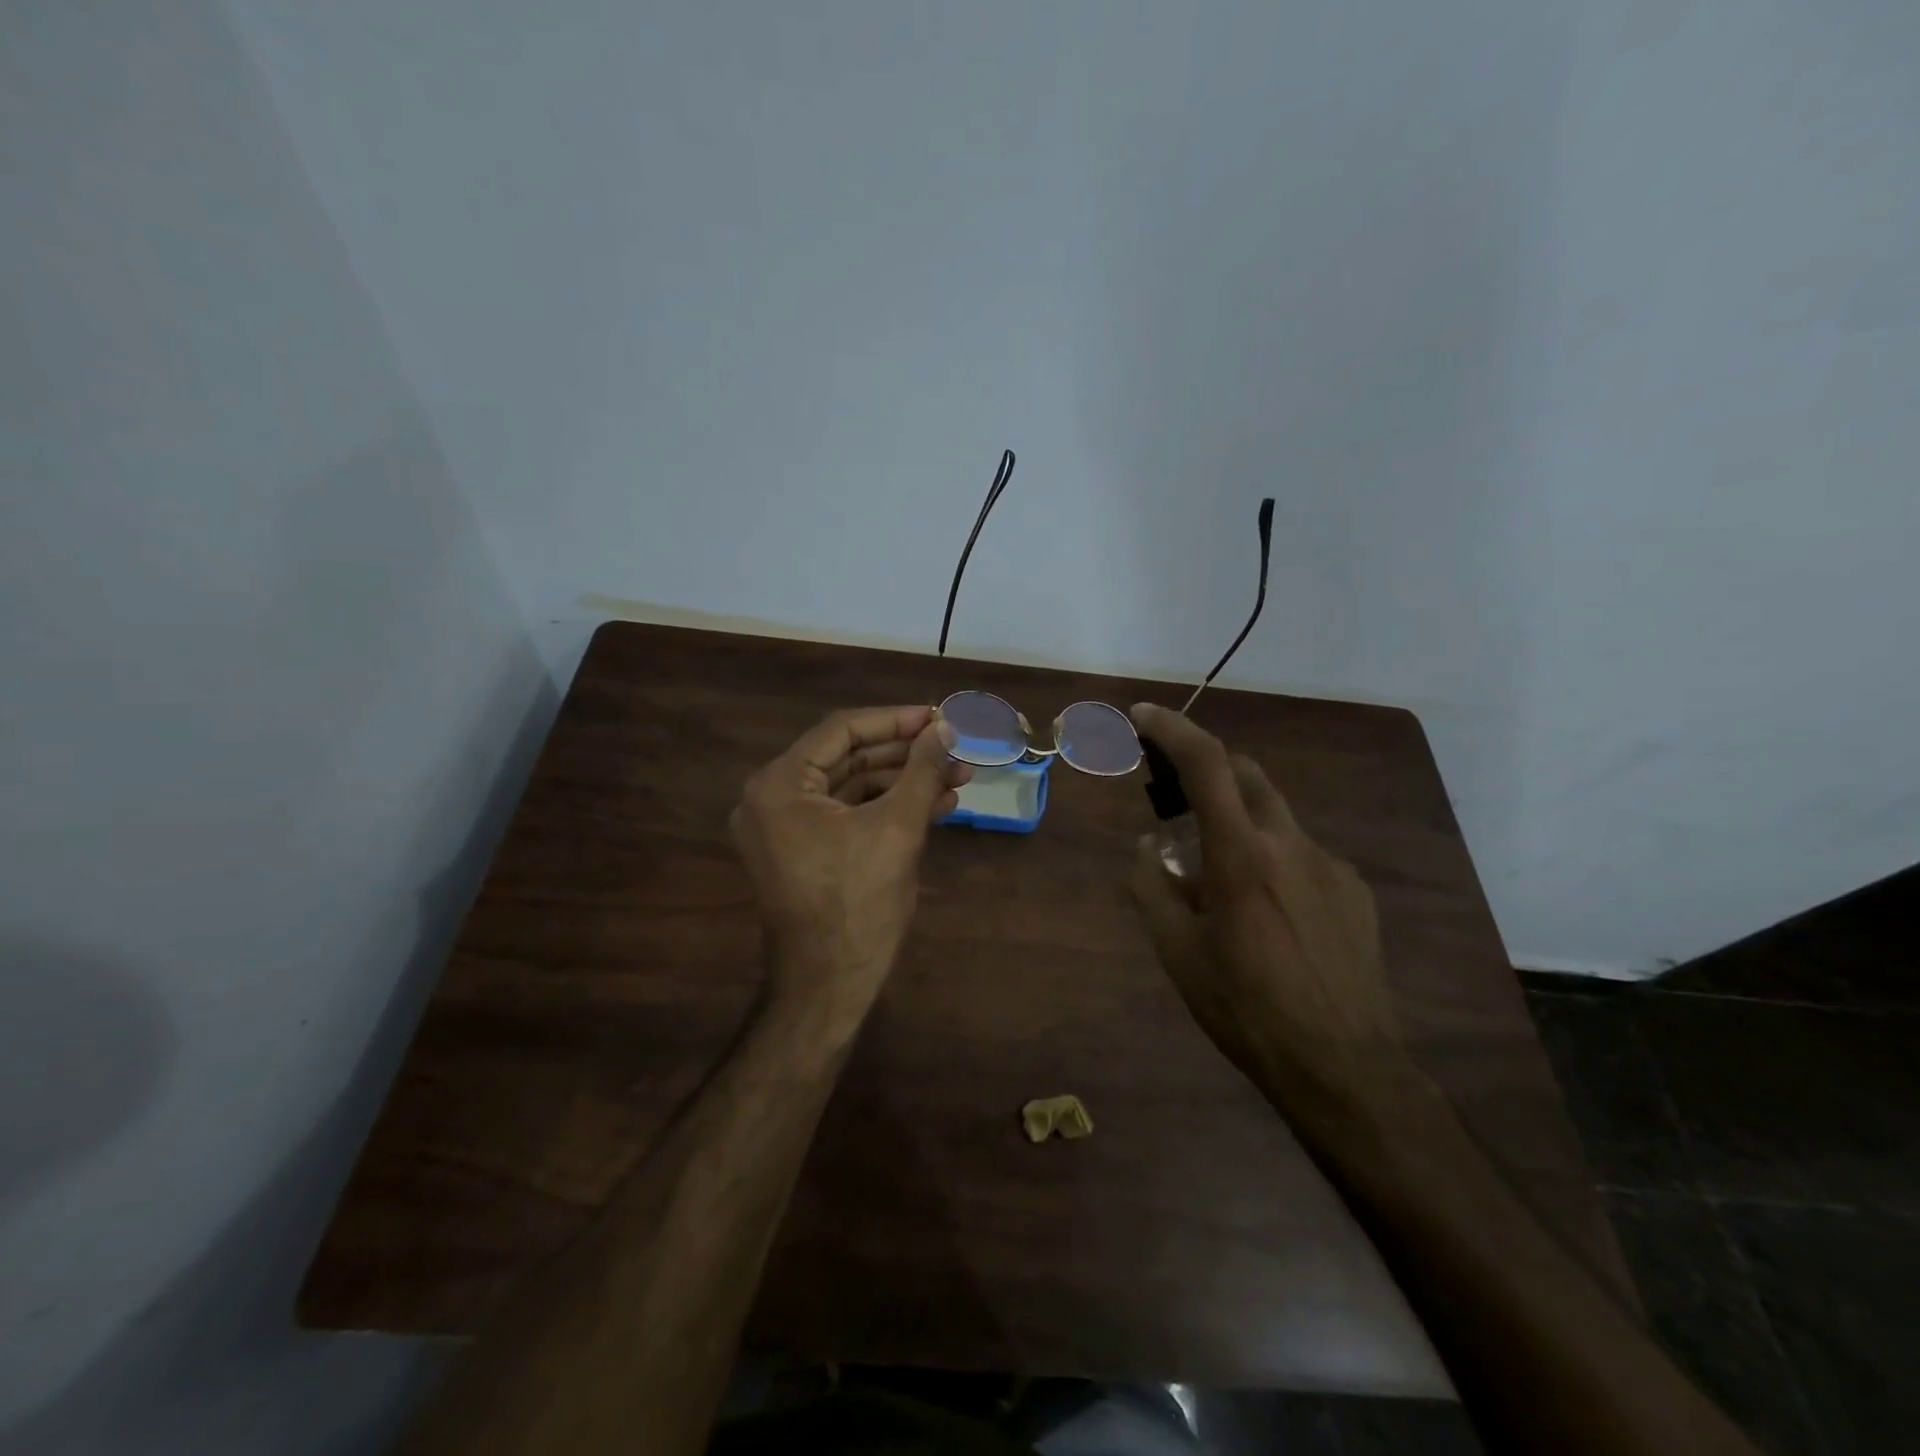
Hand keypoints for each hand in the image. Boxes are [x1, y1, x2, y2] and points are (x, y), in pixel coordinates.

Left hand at [731, 706, 968, 1031]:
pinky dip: (889, 810)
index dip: (896, 721)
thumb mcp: (898, 827)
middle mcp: (773, 799)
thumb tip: (946, 728)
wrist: (829, 985)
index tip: (939, 717)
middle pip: (849, 758)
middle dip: (907, 756)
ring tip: (959, 778)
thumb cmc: (859, 902)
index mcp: (780, 785)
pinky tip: (938, 806)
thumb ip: (922, 769)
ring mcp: (786, 828)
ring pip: (854, 788)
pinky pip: (849, 816)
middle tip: (955, 750)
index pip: (842, 731)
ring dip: (905, 783)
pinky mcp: (804, 852)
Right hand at [1126, 703, 1414, 1131]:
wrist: (1343, 1065)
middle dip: (1208, 771)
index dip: (1172, 729)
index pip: (1206, 765)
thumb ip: (1151, 887)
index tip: (1143, 716)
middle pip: (1247, 775)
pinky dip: (1274, 859)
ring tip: (1222, 883)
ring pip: (1275, 817)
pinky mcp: (1355, 891)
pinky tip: (1270, 914)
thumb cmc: (1245, 1009)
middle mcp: (1291, 844)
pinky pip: (1303, 854)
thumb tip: (1146, 846)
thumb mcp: (1177, 953)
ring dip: (1240, 823)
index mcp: (1241, 856)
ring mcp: (1331, 865)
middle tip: (1177, 805)